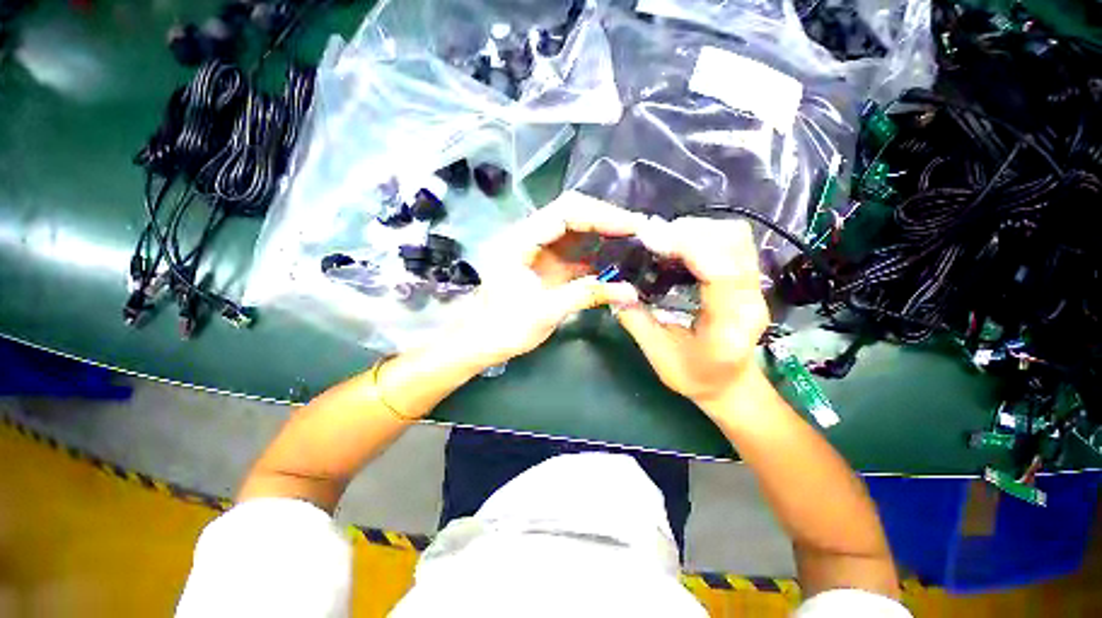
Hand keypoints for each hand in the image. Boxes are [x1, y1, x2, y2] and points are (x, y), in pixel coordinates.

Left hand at [443, 192, 644, 368]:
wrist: (483, 339)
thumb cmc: (505, 327)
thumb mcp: (545, 312)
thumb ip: (586, 295)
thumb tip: (630, 292)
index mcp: (520, 240)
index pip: (566, 212)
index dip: (602, 215)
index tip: (633, 226)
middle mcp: (529, 235)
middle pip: (573, 213)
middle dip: (608, 219)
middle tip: (641, 230)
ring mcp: (539, 248)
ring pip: (577, 229)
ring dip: (605, 233)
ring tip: (637, 240)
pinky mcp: (547, 263)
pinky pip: (577, 250)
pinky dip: (598, 252)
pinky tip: (618, 258)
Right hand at [614, 217, 770, 411]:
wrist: (731, 385)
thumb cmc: (696, 377)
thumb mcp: (659, 355)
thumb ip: (636, 321)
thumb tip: (614, 289)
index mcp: (730, 323)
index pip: (721, 271)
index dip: (687, 246)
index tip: (650, 238)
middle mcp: (750, 298)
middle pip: (733, 242)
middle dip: (689, 232)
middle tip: (652, 239)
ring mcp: (753, 286)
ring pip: (735, 236)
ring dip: (696, 229)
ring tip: (664, 239)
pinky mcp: (747, 278)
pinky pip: (731, 242)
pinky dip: (703, 235)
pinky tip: (678, 246)